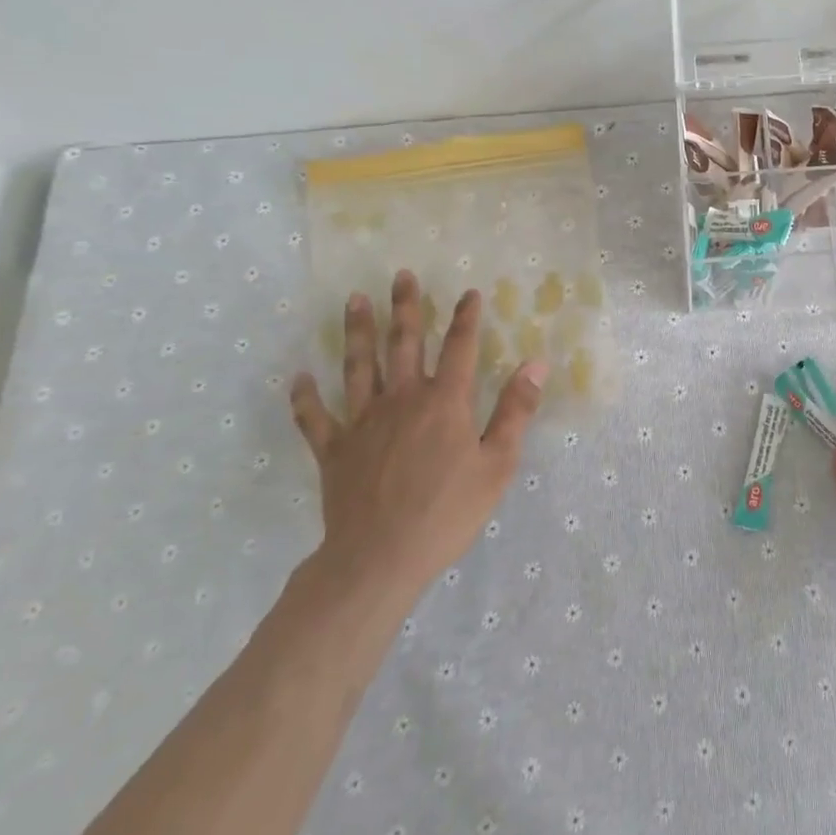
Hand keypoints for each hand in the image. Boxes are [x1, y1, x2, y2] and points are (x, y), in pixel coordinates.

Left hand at [289, 270, 547, 619]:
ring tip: (354, 301)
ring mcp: (363, 422)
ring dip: (357, 332)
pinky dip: (306, 397)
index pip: (459, 347)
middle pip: (404, 343)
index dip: (466, 318)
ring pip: (359, 367)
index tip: (469, 292)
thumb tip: (535, 364)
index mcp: (445, 402)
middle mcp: (402, 399)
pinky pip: (315, 418)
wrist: (379, 558)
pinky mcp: (334, 450)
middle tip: (400, 276)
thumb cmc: (447, 512)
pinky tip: (300, 377)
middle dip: (406, 307)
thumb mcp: (497, 464)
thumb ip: (515, 410)